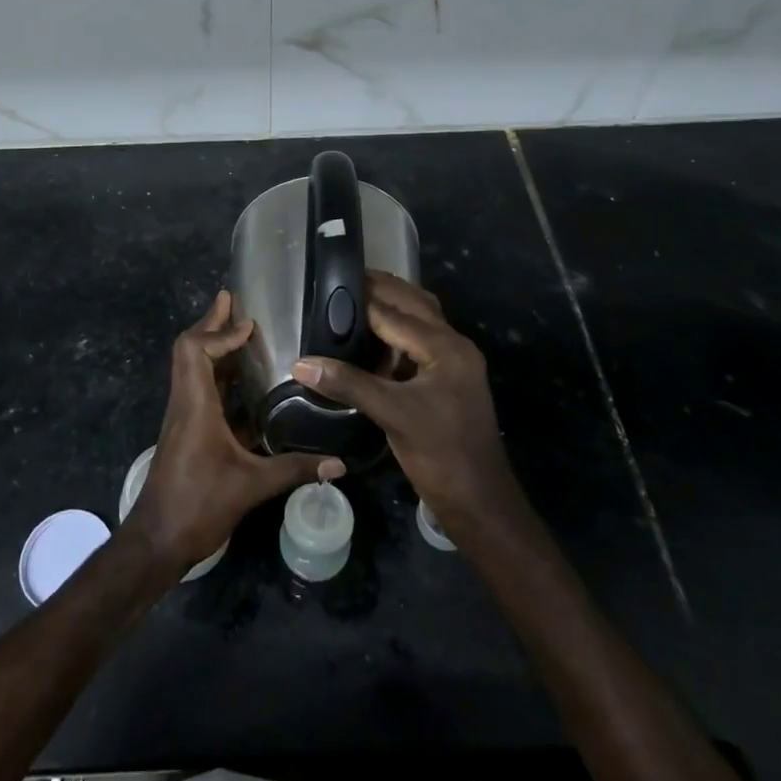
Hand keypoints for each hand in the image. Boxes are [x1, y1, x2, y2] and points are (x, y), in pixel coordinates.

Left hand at [123, 290, 342, 571]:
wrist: (156, 540)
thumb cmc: (197, 506)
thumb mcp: (251, 487)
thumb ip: (294, 469)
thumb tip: (339, 463)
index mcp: (195, 406)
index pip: (195, 351)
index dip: (219, 332)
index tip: (249, 325)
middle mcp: (184, 403)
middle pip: (188, 349)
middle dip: (210, 323)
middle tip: (233, 300)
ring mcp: (182, 416)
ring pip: (191, 367)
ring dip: (212, 344)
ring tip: (240, 330)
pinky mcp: (186, 430)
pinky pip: (198, 387)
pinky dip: (216, 371)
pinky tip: (241, 379)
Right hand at [293, 272, 519, 536]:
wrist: (479, 501)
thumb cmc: (440, 454)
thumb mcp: (393, 415)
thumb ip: (348, 384)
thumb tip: (301, 363)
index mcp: (446, 347)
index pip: (395, 313)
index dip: (361, 299)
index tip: (330, 283)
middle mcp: (454, 346)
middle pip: (415, 304)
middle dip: (382, 289)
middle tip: (343, 278)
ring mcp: (454, 364)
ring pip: (421, 321)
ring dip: (393, 306)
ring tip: (355, 297)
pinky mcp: (448, 380)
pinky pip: (421, 342)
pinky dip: (398, 331)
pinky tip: (373, 336)